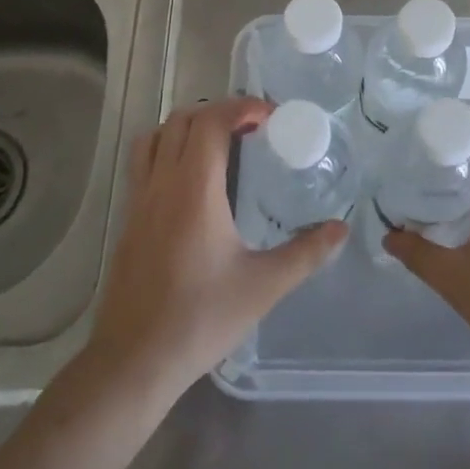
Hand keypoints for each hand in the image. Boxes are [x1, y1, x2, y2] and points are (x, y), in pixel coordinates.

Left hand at [88, 98, 346, 396]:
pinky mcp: (128, 221)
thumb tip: (341, 229)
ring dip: (187, 127)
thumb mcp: (263, 286)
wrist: (134, 361)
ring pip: (155, 138)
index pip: (211, 121)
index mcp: (194, 189)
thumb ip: (306, 253)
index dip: (241, 107)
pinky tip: (191, 184)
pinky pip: (143, 164)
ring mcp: (138, 201)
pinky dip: (168, 151)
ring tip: (219, 145)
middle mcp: (162, 183)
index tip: (270, 117)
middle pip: (182, 120)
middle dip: (218, 112)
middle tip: (251, 128)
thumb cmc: (200, 318)